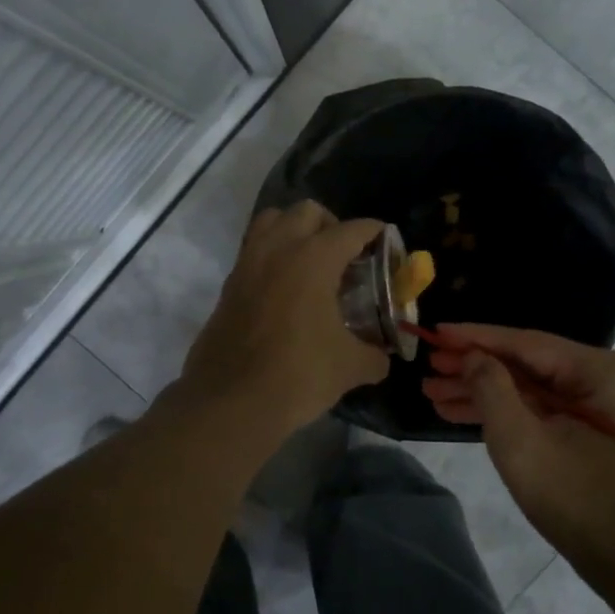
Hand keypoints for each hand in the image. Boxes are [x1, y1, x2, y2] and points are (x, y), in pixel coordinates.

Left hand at [179, 202, 391, 440]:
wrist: (231, 401)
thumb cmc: (298, 375)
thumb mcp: (350, 367)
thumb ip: (374, 355)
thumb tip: (382, 357)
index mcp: (313, 258)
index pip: (351, 230)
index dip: (374, 233)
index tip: (385, 242)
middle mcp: (278, 249)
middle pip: (306, 212)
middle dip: (331, 224)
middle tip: (346, 255)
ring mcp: (247, 264)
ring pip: (271, 221)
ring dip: (294, 230)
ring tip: (311, 261)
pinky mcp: (229, 285)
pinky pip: (253, 250)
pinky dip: (272, 254)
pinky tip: (285, 287)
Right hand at [421, 324, 614, 578]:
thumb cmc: (577, 500)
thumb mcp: (521, 441)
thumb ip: (491, 387)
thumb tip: (472, 356)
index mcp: (606, 370)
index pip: (527, 343)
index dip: (476, 338)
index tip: (435, 332)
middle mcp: (613, 376)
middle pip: (529, 364)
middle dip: (475, 370)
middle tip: (428, 369)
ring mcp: (608, 404)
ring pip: (534, 388)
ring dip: (485, 393)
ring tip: (434, 393)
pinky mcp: (600, 429)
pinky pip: (546, 408)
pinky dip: (508, 412)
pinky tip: (463, 411)